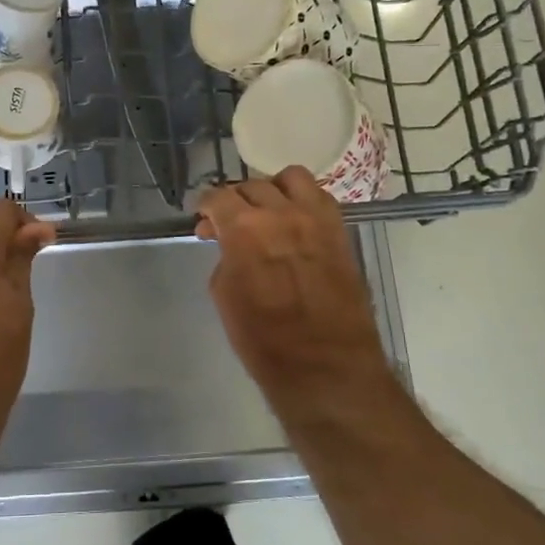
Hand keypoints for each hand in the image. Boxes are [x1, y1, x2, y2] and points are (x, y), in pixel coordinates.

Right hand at [195, 168, 390, 398]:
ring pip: (290, 178)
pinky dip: (302, 201)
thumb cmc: (263, 340)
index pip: (217, 196)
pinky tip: (295, 221)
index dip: (205, 206)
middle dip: (235, 200)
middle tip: (229, 223)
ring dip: (272, 190)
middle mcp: (280, 212)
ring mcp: (315, 218)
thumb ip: (225, 256)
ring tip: (267, 211)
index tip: (203, 219)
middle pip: (251, 186)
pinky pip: (319, 197)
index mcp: (243, 227)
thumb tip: (228, 243)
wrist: (325, 366)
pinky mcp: (340, 230)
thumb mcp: (225, 295)